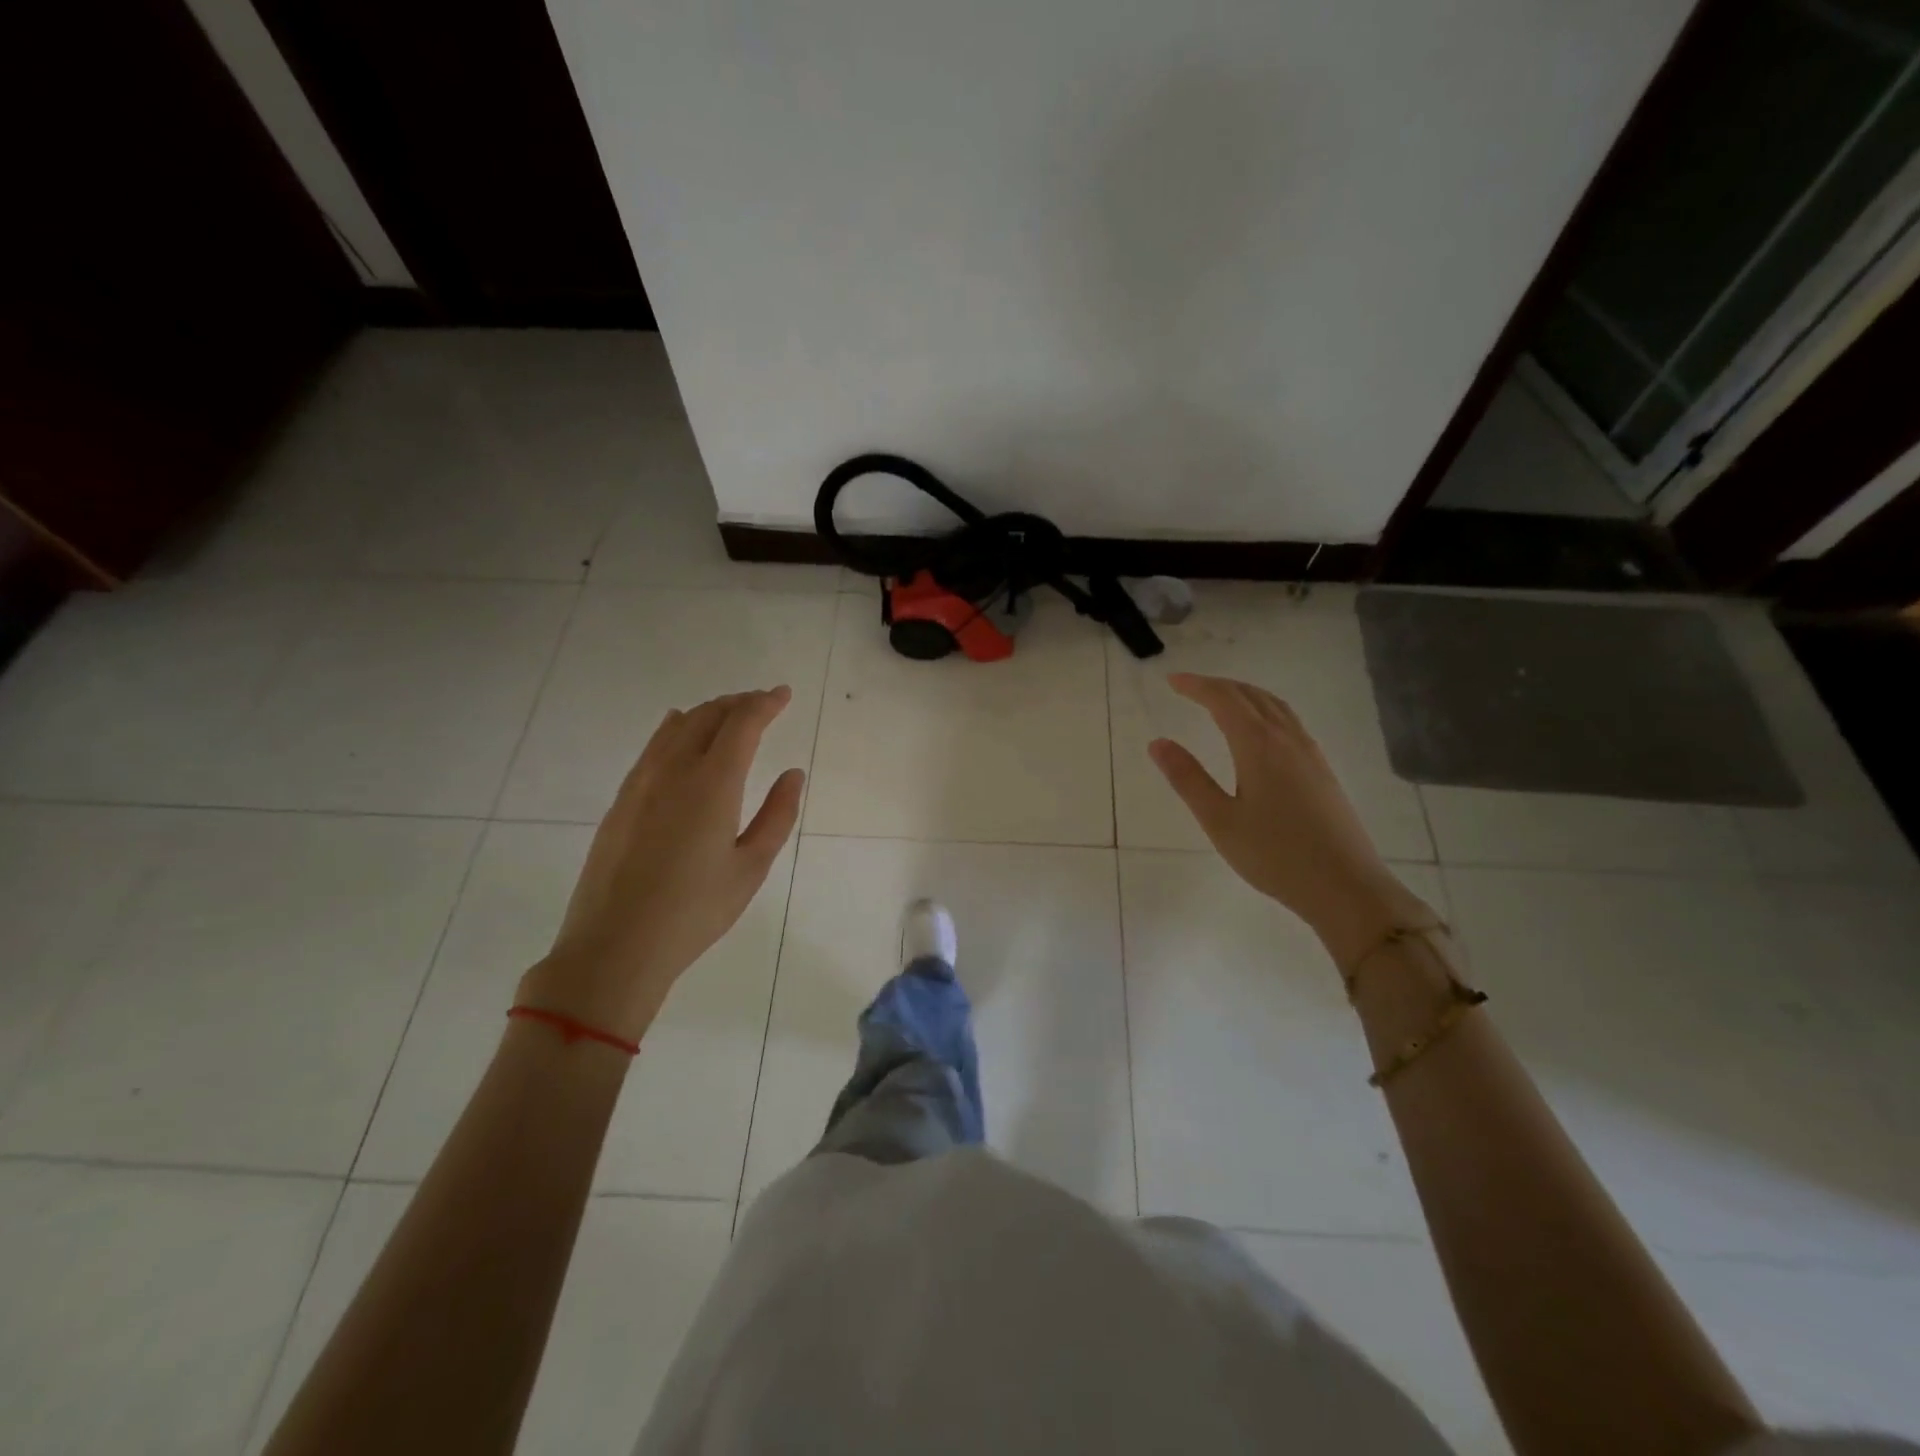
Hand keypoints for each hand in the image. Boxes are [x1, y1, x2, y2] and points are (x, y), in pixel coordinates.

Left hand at [517, 687, 804, 1041]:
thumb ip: (777, 815)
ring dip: (707, 712)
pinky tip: (678, 729)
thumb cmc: (695, 911)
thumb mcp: (751, 867)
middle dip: (739, 702)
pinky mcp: (621, 801)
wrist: (615, 946)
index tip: (783, 694)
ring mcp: (641, 783)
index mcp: (713, 783)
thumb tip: (792, 774)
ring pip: (676, 727)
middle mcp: (674, 770)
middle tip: (762, 702)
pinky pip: (653, 746)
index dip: (766, 703)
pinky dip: (675, 728)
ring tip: (728, 713)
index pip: (742, 723)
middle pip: (708, 716)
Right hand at [1148, 673, 1433, 967]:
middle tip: (1189, 686)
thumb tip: (1158, 743)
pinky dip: (1265, 709)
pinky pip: (1290, 721)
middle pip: (1251, 696)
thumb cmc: (1275, 855)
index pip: (1224, 700)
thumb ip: (1187, 779)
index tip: (1171, 681)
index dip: (1196, 686)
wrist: (1346, 886)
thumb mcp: (1220, 820)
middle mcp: (1287, 739)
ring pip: (1275, 706)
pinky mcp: (1322, 770)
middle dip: (1218, 685)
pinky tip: (1260, 730)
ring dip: (1244, 694)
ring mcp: (1310, 753)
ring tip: (1221, 699)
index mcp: (1259, 746)